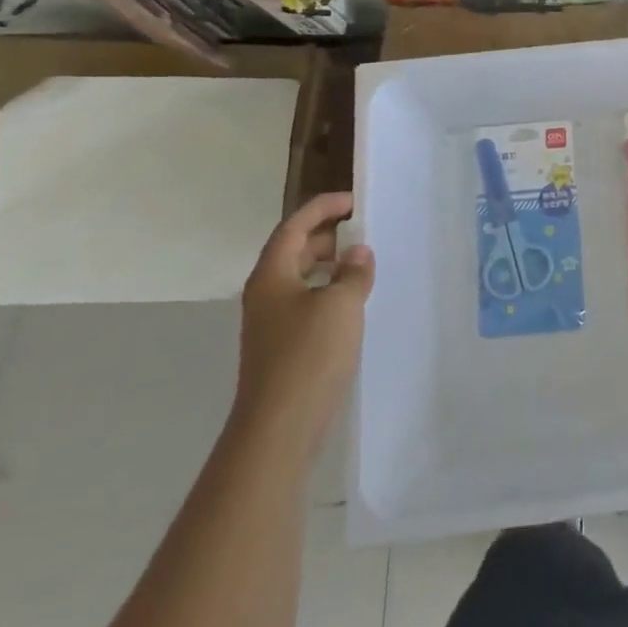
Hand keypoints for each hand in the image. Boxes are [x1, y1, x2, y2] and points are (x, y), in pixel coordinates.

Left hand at [233, 192, 374, 459]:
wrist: (280, 426)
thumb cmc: (309, 355)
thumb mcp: (341, 304)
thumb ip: (353, 272)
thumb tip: (358, 252)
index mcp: (272, 275)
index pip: (294, 227)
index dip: (322, 208)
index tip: (353, 200)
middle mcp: (265, 293)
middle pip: (293, 251)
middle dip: (326, 236)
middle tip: (361, 230)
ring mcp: (270, 323)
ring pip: (300, 279)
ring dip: (328, 266)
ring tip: (362, 264)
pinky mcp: (281, 347)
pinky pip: (306, 304)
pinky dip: (328, 293)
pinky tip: (352, 305)